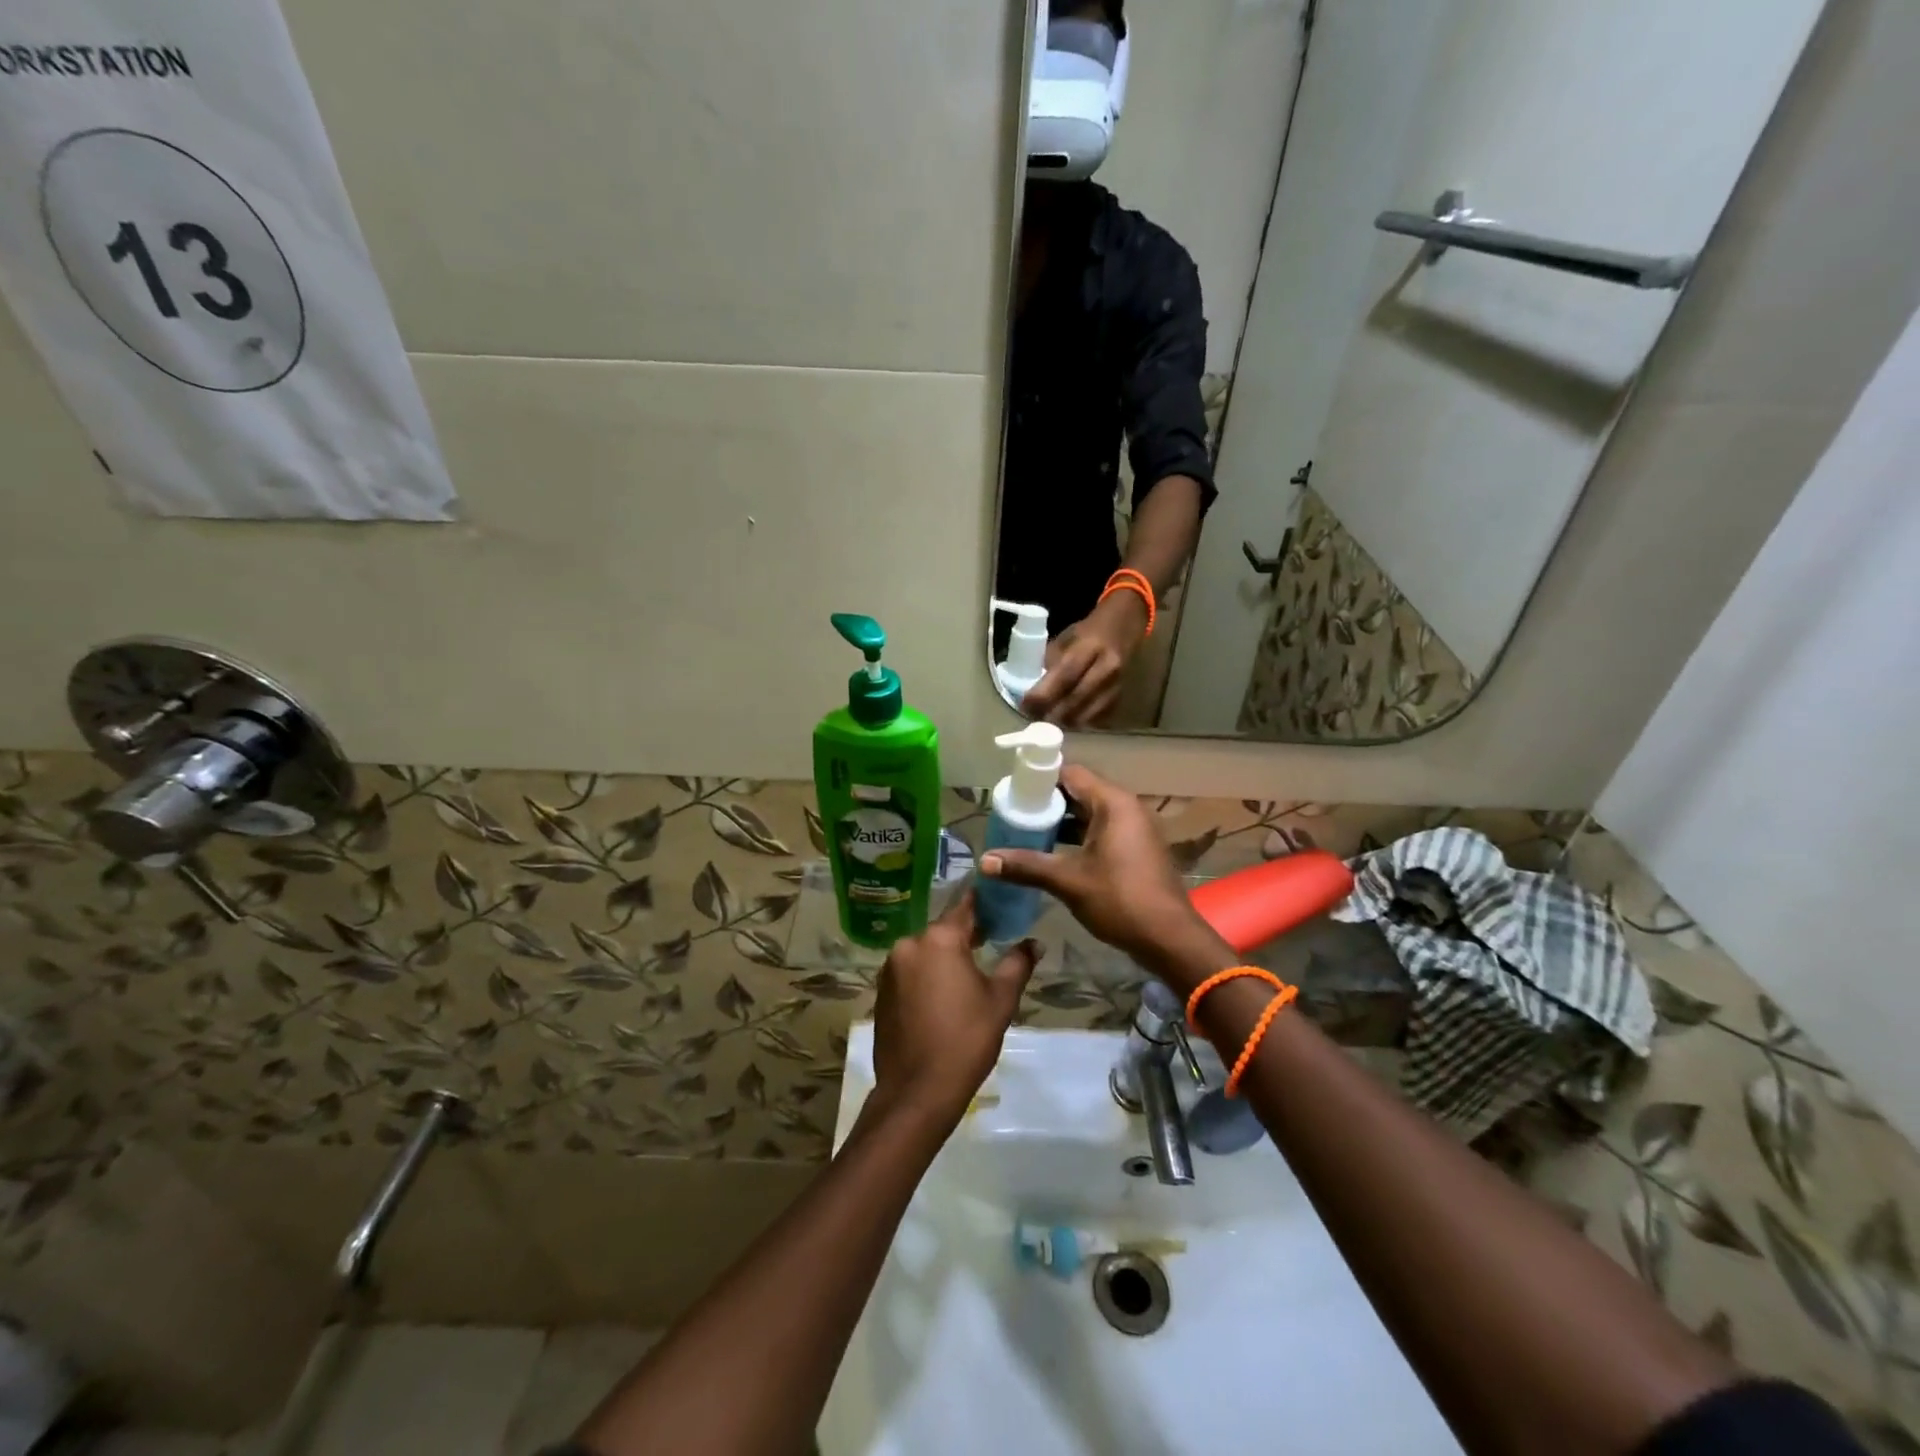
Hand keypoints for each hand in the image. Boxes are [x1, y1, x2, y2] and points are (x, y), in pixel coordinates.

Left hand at [870, 892, 1038, 1125]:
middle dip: (965, 934)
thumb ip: (1017, 964)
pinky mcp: (881, 992)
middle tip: (991, 939)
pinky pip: (909, 972)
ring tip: (968, 973)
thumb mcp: (1001, 1000)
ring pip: (925, 952)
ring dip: (944, 957)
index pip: (964, 907)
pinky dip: (926, 976)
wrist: (918, 1091)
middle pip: (943, 930)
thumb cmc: (966, 1039)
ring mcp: (890, 969)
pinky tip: (942, 996)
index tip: (998, 900)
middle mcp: (909, 945)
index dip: (983, 903)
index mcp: (939, 940)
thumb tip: (1034, 943)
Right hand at [978, 765, 1213, 981]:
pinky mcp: (1136, 848)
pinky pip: (1101, 830)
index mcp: (1114, 803)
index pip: (1071, 774)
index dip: (1040, 780)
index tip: (1013, 792)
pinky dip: (1078, 837)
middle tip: (1014, 814)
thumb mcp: (1068, 881)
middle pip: (1080, 792)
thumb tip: (984, 861)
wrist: (1169, 938)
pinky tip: (1053, 853)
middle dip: (1047, 803)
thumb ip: (1026, 866)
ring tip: (1026, 833)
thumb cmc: (1120, 900)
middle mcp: (1127, 808)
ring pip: (1090, 814)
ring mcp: (1135, 828)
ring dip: (1061, 822)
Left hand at [1020, 592, 1148, 726]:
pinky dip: (1078, 722)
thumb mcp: (1066, 638)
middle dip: (1050, 712)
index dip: (1044, 693)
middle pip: (1075, 699)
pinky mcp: (1120, 698)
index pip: (1065, 675)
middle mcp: (1107, 668)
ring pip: (1086, 714)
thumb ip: (1050, 661)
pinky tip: (1065, 719)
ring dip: (1063, 722)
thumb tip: (1031, 687)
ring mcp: (1117, 686)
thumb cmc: (1089, 632)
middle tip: (1032, 717)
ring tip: (1046, 720)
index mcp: (1091, 647)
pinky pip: (1096, 719)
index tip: (1025, 704)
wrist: (1125, 627)